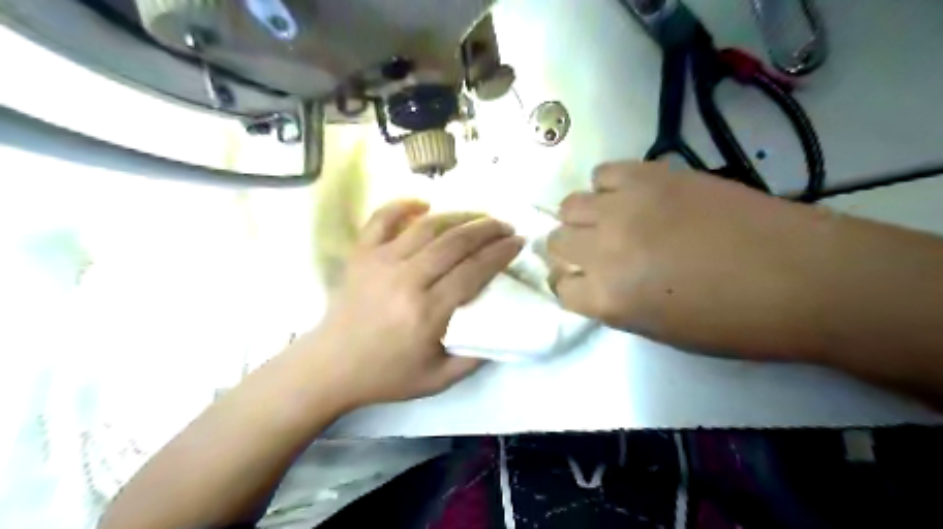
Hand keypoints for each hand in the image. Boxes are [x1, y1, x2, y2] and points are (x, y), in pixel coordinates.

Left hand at [294, 198, 523, 408]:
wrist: (331, 366)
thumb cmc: (386, 374)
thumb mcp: (438, 380)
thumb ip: (474, 358)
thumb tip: (502, 332)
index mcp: (427, 312)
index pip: (474, 271)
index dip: (500, 253)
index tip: (517, 242)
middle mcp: (406, 279)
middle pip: (455, 242)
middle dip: (487, 230)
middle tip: (505, 226)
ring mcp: (380, 262)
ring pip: (427, 227)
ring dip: (458, 216)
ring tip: (478, 216)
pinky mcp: (361, 254)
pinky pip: (381, 219)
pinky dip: (403, 205)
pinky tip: (424, 203)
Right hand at [551, 161, 827, 358]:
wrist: (799, 276)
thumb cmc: (731, 321)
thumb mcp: (657, 331)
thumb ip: (612, 303)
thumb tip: (593, 280)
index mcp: (607, 298)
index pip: (559, 288)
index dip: (570, 287)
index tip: (585, 284)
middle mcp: (604, 249)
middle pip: (555, 242)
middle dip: (570, 252)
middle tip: (596, 254)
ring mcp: (625, 207)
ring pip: (569, 205)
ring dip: (582, 218)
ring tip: (609, 222)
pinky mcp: (650, 175)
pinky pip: (604, 173)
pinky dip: (608, 187)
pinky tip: (630, 197)